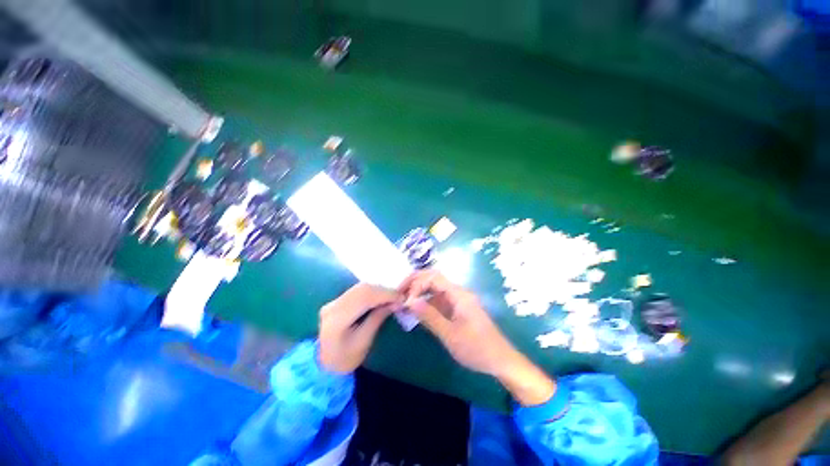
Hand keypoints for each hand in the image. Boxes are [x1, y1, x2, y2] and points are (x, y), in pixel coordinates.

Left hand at [318, 283, 400, 373]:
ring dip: (379, 289)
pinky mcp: (337, 300)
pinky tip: (381, 296)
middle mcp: (333, 306)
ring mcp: (333, 301)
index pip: (364, 298)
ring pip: (361, 287)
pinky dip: (373, 291)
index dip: (385, 294)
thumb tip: (395, 302)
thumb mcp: (364, 342)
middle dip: (384, 290)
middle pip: (362, 289)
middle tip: (399, 297)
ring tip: (393, 297)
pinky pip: (358, 290)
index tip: (401, 298)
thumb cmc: (345, 359)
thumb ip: (378, 318)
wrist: (323, 365)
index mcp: (337, 320)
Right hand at [400, 270, 556, 405]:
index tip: (405, 299)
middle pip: (433, 278)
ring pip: (435, 289)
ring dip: (419, 292)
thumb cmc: (477, 348)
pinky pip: (439, 300)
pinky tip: (417, 310)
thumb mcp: (450, 334)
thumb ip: (429, 316)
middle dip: (415, 283)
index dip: (417, 283)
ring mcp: (458, 300)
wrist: (501, 360)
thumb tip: (409, 301)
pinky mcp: (457, 309)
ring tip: (404, 302)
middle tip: (399, 293)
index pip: (433, 277)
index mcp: (459, 294)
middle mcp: (458, 292)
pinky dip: (426, 302)